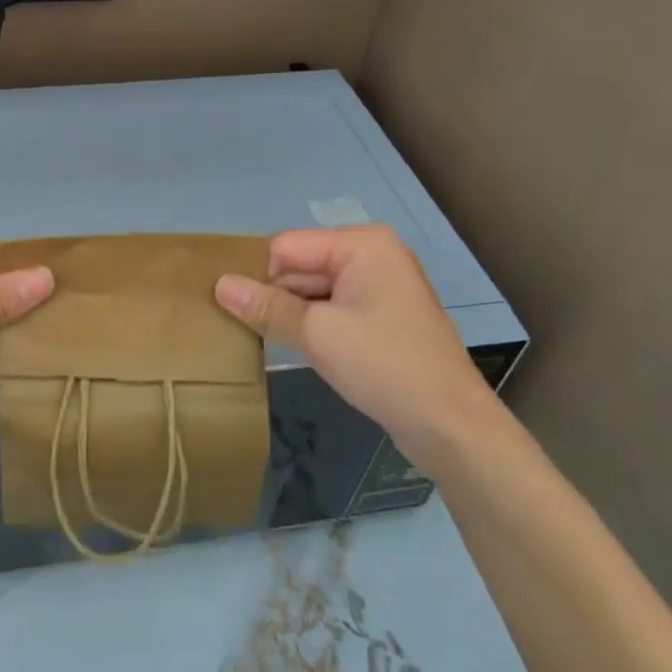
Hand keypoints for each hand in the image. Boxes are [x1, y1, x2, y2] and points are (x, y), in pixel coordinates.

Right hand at [214, 224, 500, 472]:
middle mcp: (371, 254)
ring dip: (290, 313)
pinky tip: (293, 347)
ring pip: (313, 289)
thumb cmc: (385, 367)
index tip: (231, 307)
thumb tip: (219, 284)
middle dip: (273, 295)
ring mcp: (379, 286)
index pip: (286, 246)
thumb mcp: (317, 334)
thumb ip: (266, 306)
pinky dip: (311, 325)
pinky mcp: (381, 316)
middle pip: (300, 265)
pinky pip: (332, 308)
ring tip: (260, 339)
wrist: (452, 427)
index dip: (258, 275)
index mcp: (361, 244)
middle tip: (240, 328)